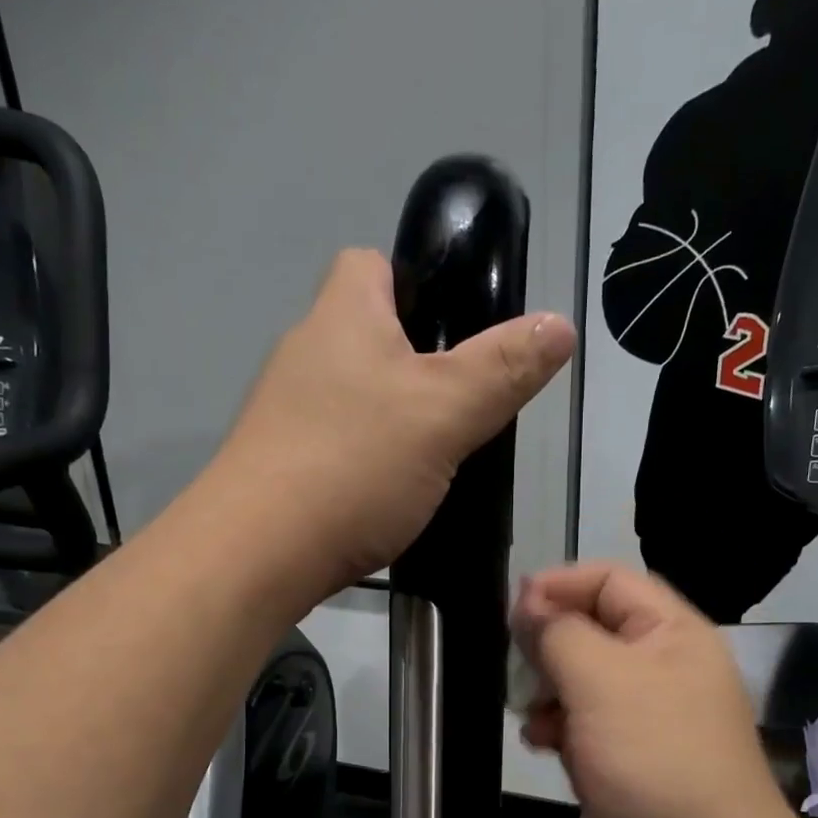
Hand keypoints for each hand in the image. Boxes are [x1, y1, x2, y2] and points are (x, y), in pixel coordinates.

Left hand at [212, 249, 575, 602]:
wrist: (257, 554)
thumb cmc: (355, 465)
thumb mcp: (446, 412)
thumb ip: (503, 369)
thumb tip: (560, 325)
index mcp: (342, 315)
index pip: (373, 264)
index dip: (417, 282)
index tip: (455, 329)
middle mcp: (304, 352)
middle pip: (367, 335)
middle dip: (414, 363)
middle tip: (459, 407)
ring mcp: (283, 413)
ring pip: (352, 397)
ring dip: (390, 419)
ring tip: (432, 460)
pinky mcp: (277, 465)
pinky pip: (335, 446)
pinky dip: (363, 462)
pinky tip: (387, 498)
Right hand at [510, 563, 800, 817]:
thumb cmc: (656, 760)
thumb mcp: (603, 680)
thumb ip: (559, 633)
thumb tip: (527, 601)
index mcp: (672, 635)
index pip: (611, 582)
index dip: (561, 585)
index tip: (511, 607)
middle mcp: (659, 670)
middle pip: (591, 630)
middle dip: (548, 641)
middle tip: (515, 662)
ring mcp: (640, 720)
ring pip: (578, 681)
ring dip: (545, 688)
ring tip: (530, 710)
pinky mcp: (620, 762)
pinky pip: (578, 726)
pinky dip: (554, 728)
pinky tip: (540, 742)